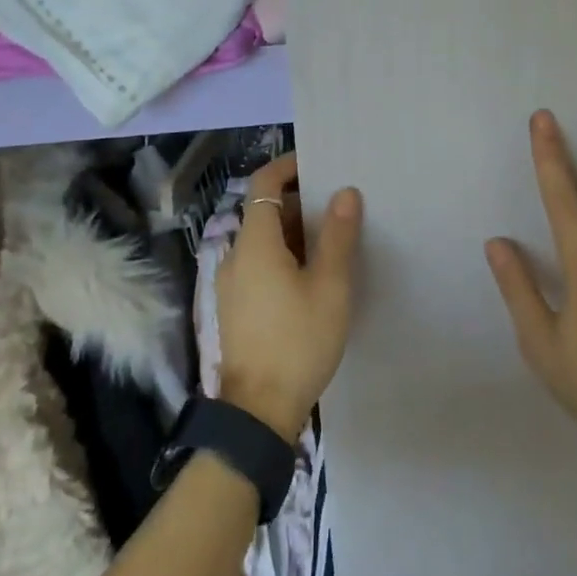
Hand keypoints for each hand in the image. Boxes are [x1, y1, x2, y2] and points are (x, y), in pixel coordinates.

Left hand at [217, 152, 361, 440]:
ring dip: (293, 230)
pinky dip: (283, 254)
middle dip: (299, 201)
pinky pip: (259, 263)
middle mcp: (235, 255)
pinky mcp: (236, 305)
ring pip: (263, 239)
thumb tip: (345, 192)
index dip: (288, 166)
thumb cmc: (298, 341)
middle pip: (264, 210)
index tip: (319, 163)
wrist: (258, 411)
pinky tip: (312, 275)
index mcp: (254, 242)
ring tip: (332, 239)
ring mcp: (232, 282)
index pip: (264, 183)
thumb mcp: (329, 286)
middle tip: (338, 205)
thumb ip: (337, 235)